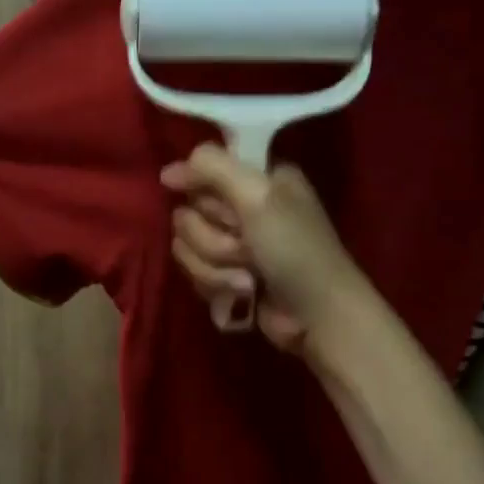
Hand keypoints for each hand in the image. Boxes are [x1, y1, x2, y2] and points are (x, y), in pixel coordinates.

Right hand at [160, 144, 370, 354]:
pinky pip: (194, 271)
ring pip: (186, 245)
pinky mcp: (226, 275)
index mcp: (257, 177)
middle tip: (245, 248)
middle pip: (188, 211)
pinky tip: (244, 293)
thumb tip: (166, 173)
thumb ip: (212, 167)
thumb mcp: (258, 196)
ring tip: (248, 278)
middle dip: (212, 238)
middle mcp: (243, 205)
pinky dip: (216, 285)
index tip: (219, 208)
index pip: (201, 169)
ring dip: (214, 266)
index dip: (201, 192)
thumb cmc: (294, 250)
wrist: (317, 316)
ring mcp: (234, 243)